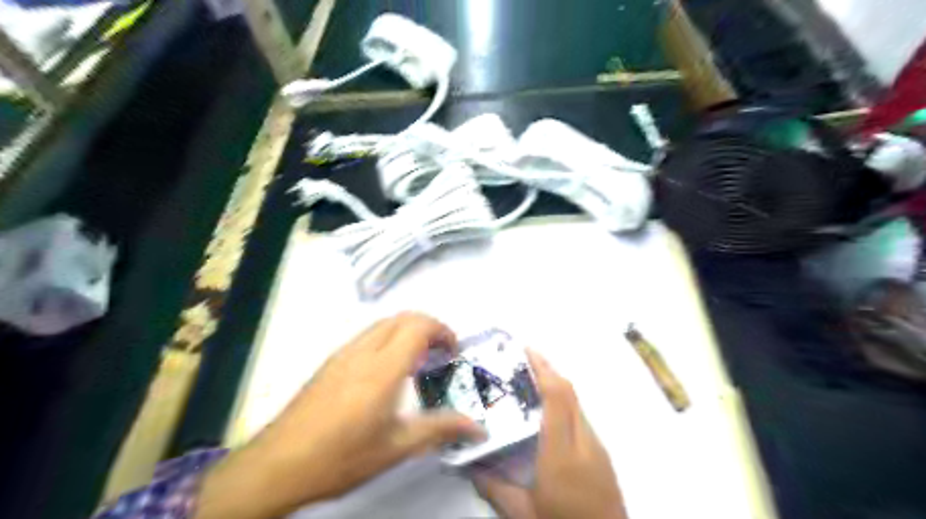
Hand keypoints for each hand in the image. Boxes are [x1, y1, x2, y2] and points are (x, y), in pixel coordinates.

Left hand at [194, 312, 485, 518]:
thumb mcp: (396, 447)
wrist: (276, 466)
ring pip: (383, 324)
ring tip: (418, 361)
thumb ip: (440, 429)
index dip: (442, 330)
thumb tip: (478, 428)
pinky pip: (367, 336)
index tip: (453, 352)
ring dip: (407, 331)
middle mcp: (363, 351)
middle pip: (402, 317)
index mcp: (382, 368)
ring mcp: (343, 354)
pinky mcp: (330, 363)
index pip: (418, 326)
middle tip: (441, 353)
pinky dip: (388, 339)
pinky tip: (387, 372)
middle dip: (428, 326)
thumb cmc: (341, 457)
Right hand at [472, 352, 625, 518]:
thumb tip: (468, 465)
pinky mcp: (602, 454)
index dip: (544, 370)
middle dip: (548, 370)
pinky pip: (581, 417)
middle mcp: (584, 442)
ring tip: (531, 380)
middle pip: (570, 393)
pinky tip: (548, 412)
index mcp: (561, 454)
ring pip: (577, 403)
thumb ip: (494, 487)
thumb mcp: (523, 514)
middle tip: (523, 359)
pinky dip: (564, 403)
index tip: (527, 351)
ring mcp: (597, 446)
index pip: (557, 399)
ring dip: (557, 385)